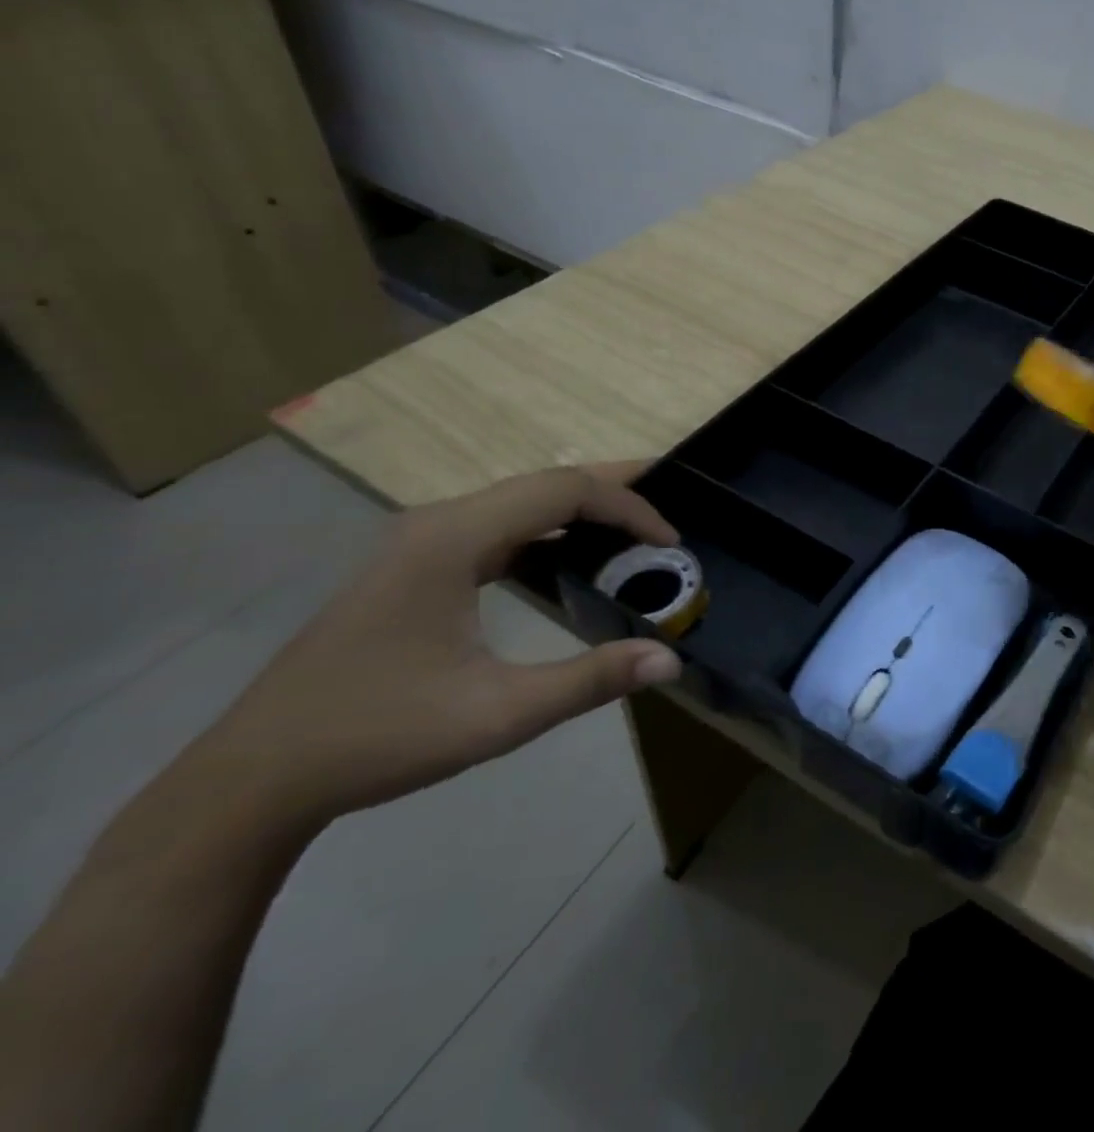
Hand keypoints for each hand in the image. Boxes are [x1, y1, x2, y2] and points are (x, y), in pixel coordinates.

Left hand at [188, 464, 683, 830]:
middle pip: (543, 483)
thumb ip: (590, 680)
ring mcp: (419, 543)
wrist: (254, 779)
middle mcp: (436, 523)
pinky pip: (497, 528)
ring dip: (580, 511)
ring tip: (633, 532)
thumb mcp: (498, 715)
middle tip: (668, 511)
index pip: (563, 490)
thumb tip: (669, 660)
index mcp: (453, 538)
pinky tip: (568, 562)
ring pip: (519, 502)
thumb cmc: (379, 736)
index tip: (671, 541)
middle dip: (613, 493)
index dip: (628, 507)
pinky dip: (547, 533)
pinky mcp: (413, 567)